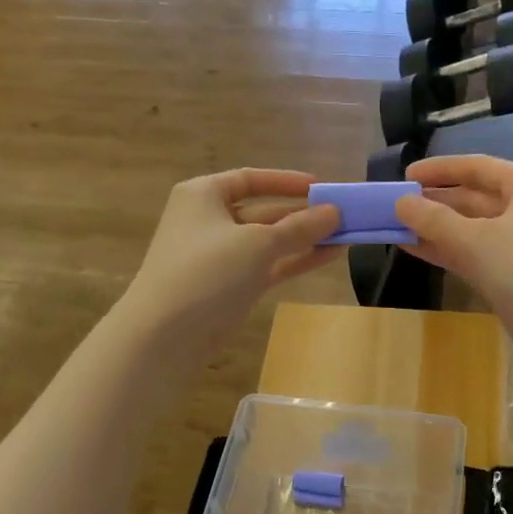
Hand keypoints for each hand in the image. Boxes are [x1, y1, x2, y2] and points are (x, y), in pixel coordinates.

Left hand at [118, 170, 340, 347]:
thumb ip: (299, 227)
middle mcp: (210, 220)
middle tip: (343, 215)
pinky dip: (295, 260)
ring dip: (304, 238)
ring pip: (269, 241)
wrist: (166, 334)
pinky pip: (269, 265)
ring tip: (346, 236)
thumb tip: (334, 212)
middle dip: (302, 213)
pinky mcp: (231, 286)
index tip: (322, 187)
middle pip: (263, 210)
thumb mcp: (258, 243)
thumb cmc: (207, 271)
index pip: (251, 178)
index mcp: (204, 195)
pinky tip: (329, 256)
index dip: (287, 182)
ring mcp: (220, 256)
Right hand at [395, 156, 512, 377]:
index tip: (403, 176)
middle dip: (433, 201)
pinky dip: (445, 251)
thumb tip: (400, 203)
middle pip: (472, 197)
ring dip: (435, 228)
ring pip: (469, 228)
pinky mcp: (511, 274)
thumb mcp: (478, 242)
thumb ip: (435, 221)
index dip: (439, 170)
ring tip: (394, 227)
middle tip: (393, 205)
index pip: (476, 167)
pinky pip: (472, 253)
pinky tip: (413, 250)